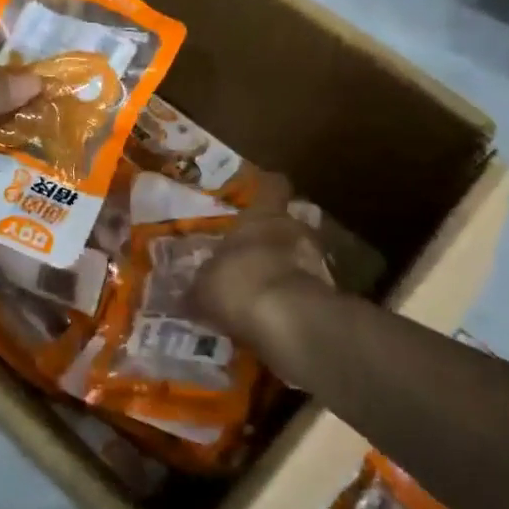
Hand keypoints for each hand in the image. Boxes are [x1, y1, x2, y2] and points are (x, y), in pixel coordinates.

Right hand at [190, 198, 331, 369]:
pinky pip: (305, 291)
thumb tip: (182, 295)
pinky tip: (274, 316)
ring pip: (300, 257)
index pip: (273, 187)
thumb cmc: (239, 283)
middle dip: (273, 237)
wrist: (289, 322)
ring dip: (285, 269)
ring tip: (262, 289)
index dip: (267, 188)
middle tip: (252, 252)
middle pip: (288, 223)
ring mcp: (316, 262)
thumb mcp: (203, 288)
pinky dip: (292, 299)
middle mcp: (293, 230)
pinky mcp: (326, 295)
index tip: (259, 193)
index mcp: (262, 216)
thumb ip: (197, 287)